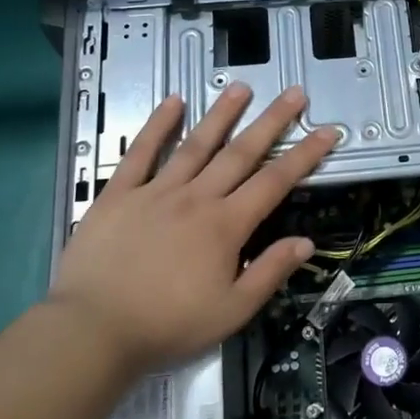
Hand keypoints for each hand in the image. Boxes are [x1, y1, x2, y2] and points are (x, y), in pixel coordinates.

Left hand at [48, 84, 338, 370]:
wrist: (92, 331)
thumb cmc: (167, 325)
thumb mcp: (231, 312)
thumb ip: (270, 273)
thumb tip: (306, 242)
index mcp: (225, 226)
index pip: (275, 182)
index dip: (304, 156)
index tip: (326, 132)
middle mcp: (196, 198)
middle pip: (241, 153)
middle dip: (271, 121)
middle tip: (294, 93)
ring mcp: (156, 191)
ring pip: (196, 144)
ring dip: (222, 114)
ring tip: (242, 87)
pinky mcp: (119, 194)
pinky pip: (141, 153)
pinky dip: (157, 126)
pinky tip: (173, 102)